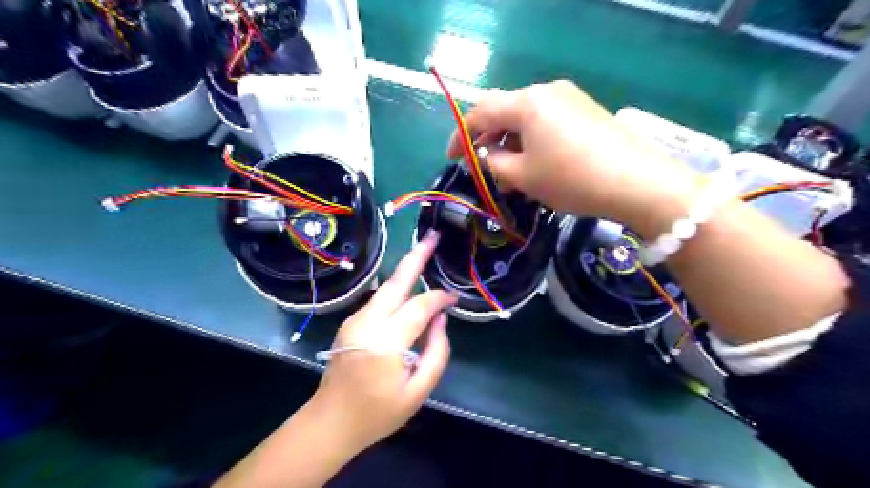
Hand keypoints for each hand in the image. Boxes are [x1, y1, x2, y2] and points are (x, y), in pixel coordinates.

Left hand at [308, 232, 455, 454]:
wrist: (330, 422)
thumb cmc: (377, 413)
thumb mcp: (418, 392)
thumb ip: (437, 353)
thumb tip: (441, 320)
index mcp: (385, 344)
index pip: (419, 307)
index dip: (440, 298)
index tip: (454, 298)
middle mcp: (367, 324)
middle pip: (395, 282)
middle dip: (415, 256)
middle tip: (432, 236)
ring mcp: (354, 321)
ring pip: (385, 288)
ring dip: (405, 271)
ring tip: (423, 253)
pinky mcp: (349, 323)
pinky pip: (378, 300)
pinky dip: (396, 290)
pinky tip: (408, 290)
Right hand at [449, 79, 705, 236]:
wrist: (637, 183)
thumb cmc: (571, 179)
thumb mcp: (523, 176)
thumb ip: (495, 163)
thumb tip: (489, 156)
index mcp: (527, 102)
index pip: (481, 112)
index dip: (460, 135)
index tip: (451, 158)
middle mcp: (547, 91)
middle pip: (504, 112)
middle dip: (487, 140)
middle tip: (481, 167)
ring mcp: (570, 99)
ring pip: (526, 119)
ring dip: (510, 144)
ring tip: (509, 176)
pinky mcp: (586, 112)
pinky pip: (547, 123)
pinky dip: (532, 142)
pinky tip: (535, 166)